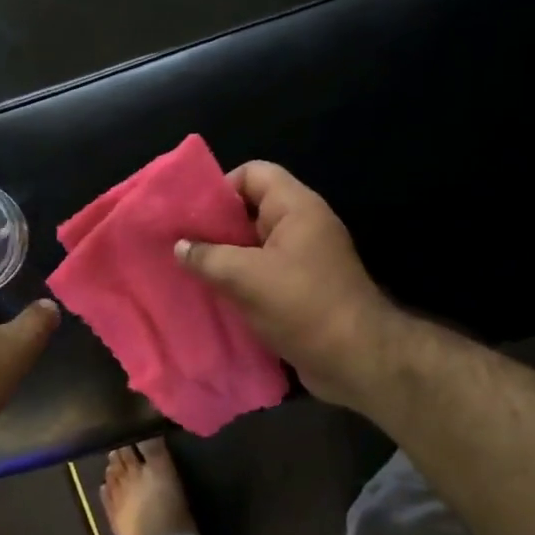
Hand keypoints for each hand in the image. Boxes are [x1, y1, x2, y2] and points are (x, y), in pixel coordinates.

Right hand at [176, 162, 391, 407]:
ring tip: (187, 270)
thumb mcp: (246, 277)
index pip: (253, 174)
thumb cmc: (302, 306)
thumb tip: (180, 246)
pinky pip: (261, 274)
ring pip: (252, 246)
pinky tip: (211, 295)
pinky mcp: (300, 290)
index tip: (190, 216)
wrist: (355, 360)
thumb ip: (208, 257)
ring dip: (222, 258)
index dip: (219, 188)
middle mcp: (301, 227)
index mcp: (296, 208)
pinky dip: (237, 281)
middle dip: (214, 226)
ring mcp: (302, 260)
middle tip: (179, 244)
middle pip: (250, 210)